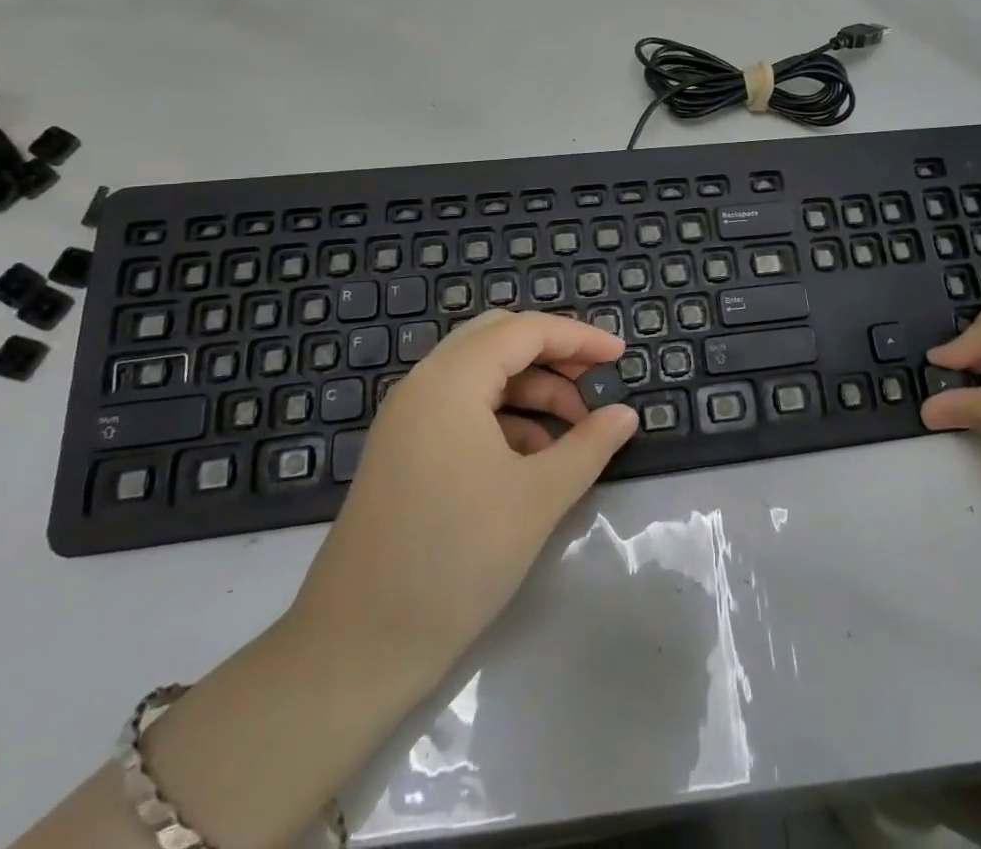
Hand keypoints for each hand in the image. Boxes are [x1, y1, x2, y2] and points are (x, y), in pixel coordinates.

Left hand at [287, 310, 638, 672]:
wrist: (356, 649)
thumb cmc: (456, 559)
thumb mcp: (538, 498)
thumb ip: (588, 445)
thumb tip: (625, 414)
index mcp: (450, 381)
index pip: (524, 330)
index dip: (579, 337)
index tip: (622, 355)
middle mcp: (424, 385)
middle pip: (498, 341)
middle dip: (553, 355)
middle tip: (596, 382)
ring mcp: (407, 419)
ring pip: (481, 376)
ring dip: (531, 390)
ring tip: (574, 430)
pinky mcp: (403, 451)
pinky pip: (462, 409)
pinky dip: (504, 417)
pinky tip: (532, 458)